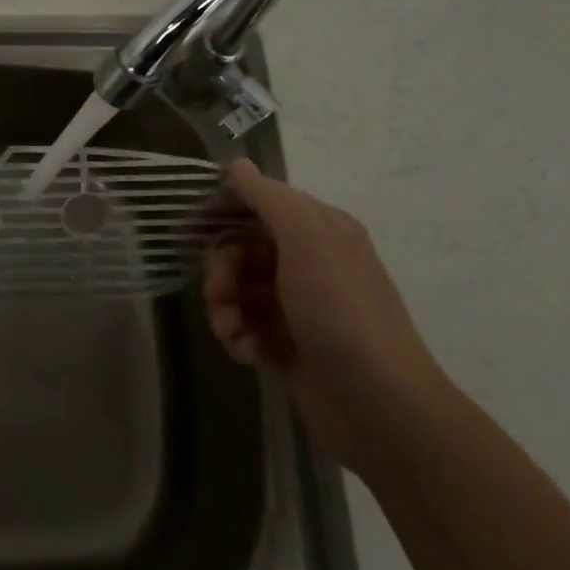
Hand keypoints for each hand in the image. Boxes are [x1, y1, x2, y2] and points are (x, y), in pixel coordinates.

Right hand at [204, 160, 449, 472]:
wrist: (377, 404)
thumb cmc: (340, 311)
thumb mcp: (306, 240)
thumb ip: (268, 198)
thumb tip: (237, 164)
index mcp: (320, 231)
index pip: (261, 204)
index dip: (224, 212)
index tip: (191, 227)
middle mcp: (309, 263)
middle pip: (241, 250)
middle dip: (221, 271)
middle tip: (219, 294)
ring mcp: (298, 307)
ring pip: (238, 291)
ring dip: (225, 309)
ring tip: (232, 332)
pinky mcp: (287, 345)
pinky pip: (246, 327)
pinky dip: (240, 337)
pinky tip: (249, 353)